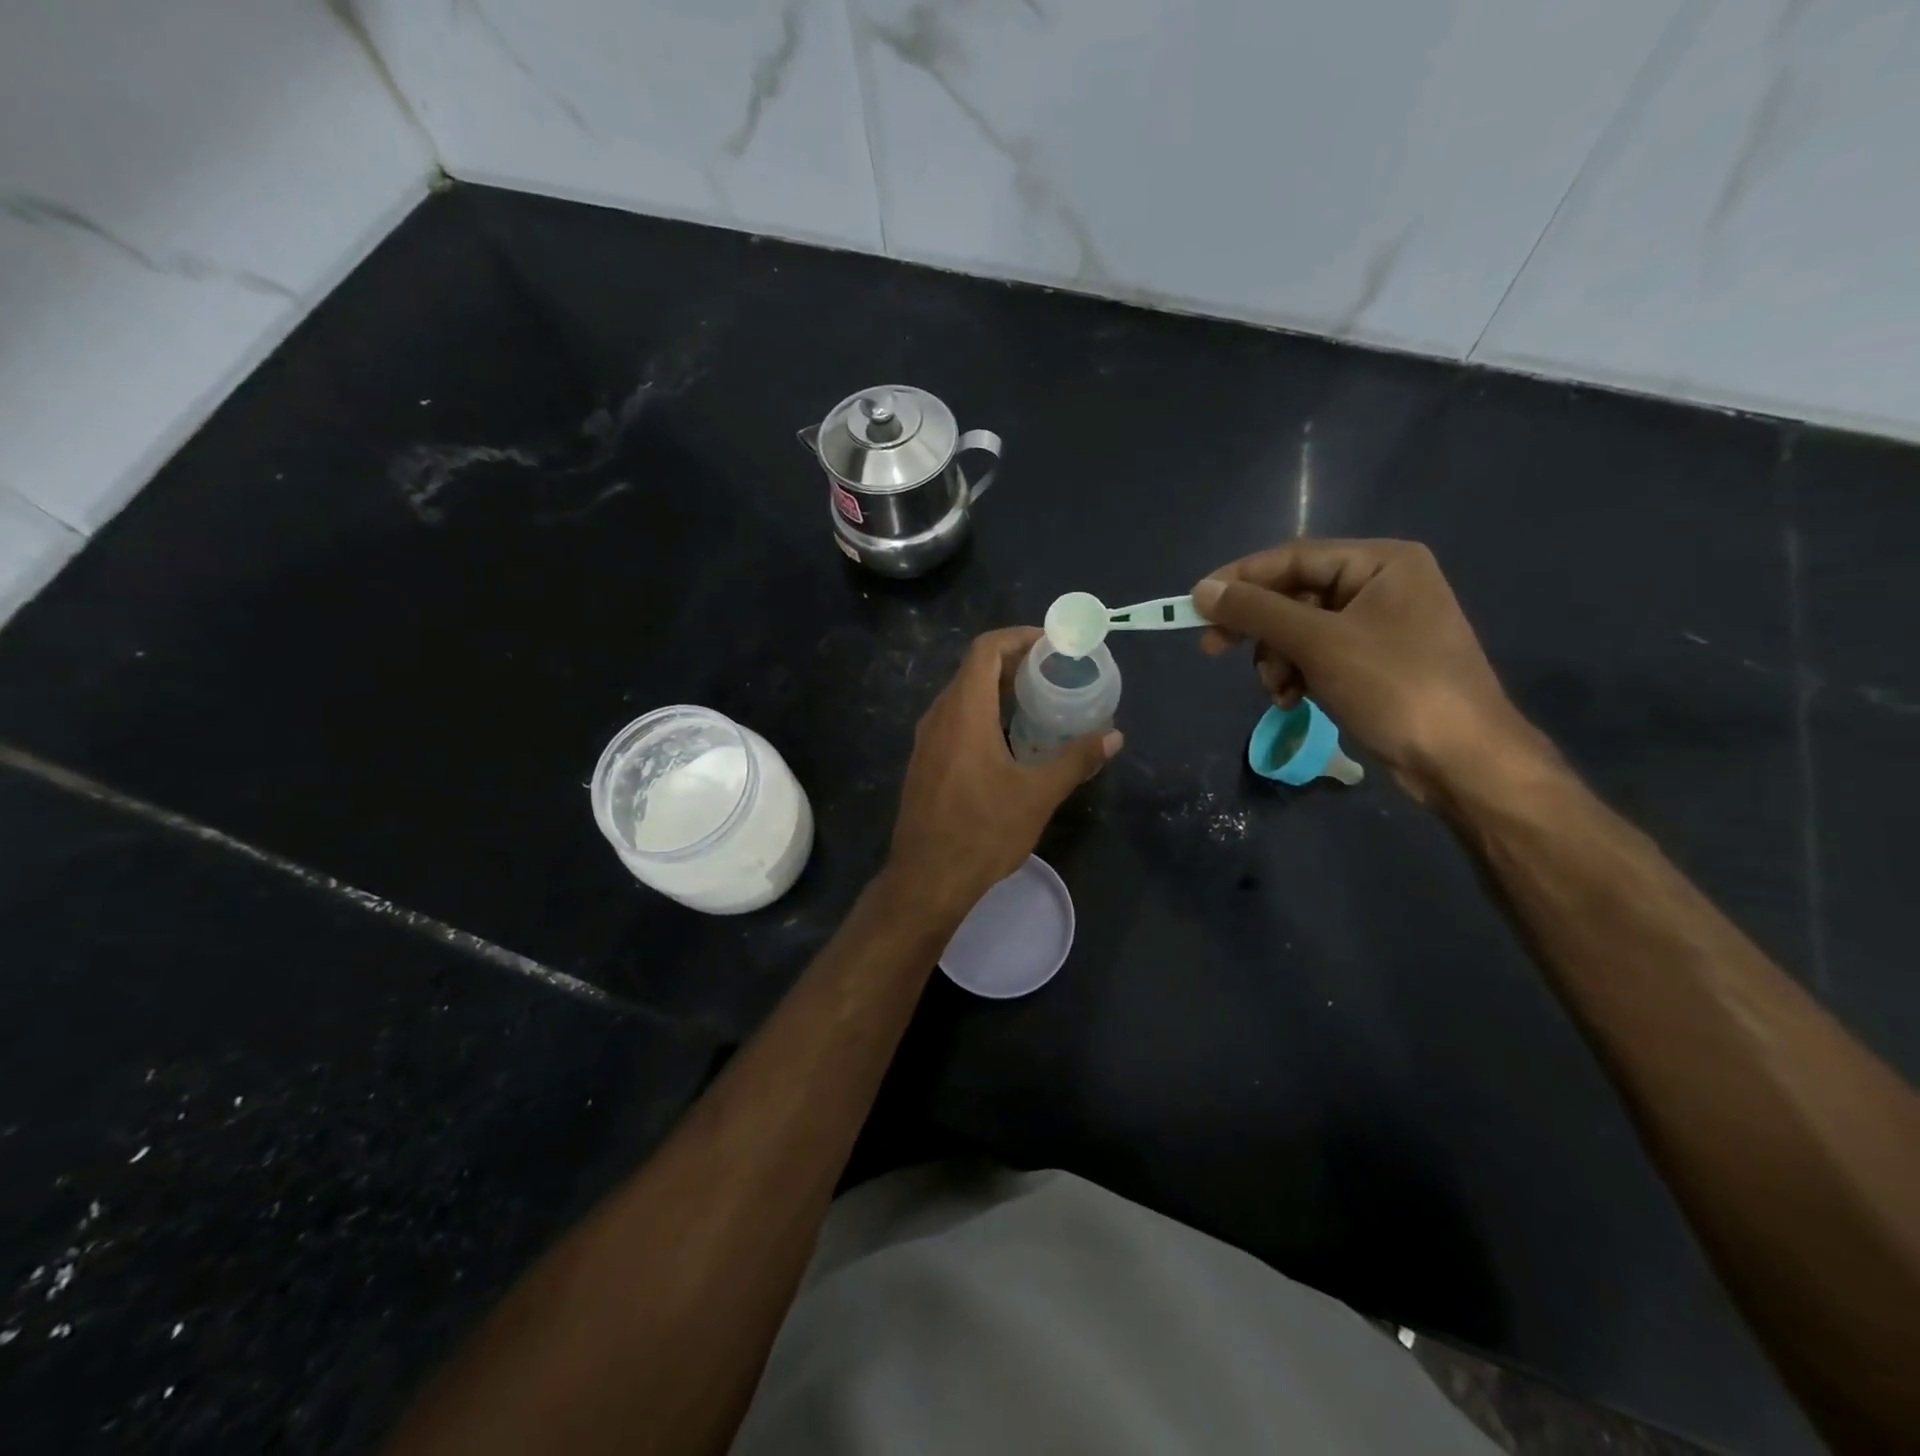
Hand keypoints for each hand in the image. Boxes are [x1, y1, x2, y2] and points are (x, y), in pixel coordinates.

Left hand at [886, 627, 1121, 919]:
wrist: (926, 880)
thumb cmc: (982, 832)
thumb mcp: (1037, 795)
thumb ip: (1076, 760)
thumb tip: (1114, 737)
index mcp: (964, 712)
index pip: (986, 649)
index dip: (1019, 638)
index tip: (1052, 645)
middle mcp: (938, 717)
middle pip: (973, 669)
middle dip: (1014, 663)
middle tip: (1054, 672)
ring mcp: (926, 741)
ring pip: (962, 696)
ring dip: (997, 690)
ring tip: (1037, 702)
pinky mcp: (923, 763)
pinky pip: (954, 721)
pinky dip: (982, 715)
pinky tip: (1008, 740)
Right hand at [1191, 539, 1540, 800]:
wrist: (1462, 759)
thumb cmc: (1395, 687)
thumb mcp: (1318, 643)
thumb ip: (1257, 612)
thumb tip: (1202, 590)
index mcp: (1381, 562)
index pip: (1292, 558)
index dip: (1239, 580)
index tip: (1194, 605)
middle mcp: (1381, 584)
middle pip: (1294, 595)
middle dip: (1259, 629)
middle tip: (1213, 649)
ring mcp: (1380, 625)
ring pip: (1300, 630)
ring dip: (1277, 659)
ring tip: (1279, 690)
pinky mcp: (1374, 662)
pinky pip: (1317, 655)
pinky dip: (1297, 675)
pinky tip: (1295, 700)